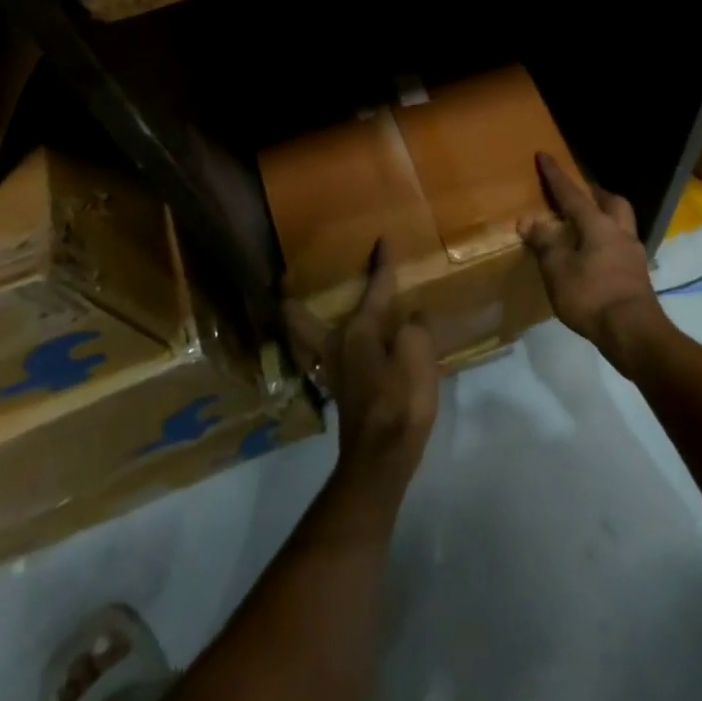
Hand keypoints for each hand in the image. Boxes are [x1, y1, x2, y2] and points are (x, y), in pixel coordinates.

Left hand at [285, 239, 439, 498]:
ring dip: (306, 322)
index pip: (374, 289)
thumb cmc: (400, 402)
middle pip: (303, 319)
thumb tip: (411, 319)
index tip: (381, 241)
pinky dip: (328, 343)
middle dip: (293, 302)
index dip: (381, 265)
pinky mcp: (342, 392)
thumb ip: (415, 330)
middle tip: (283, 284)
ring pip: (310, 339)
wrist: (382, 459)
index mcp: (358, 331)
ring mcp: (335, 371)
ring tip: (306, 308)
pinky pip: (329, 355)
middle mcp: (337, 345)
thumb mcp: (418, 357)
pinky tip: (344, 346)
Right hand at [519, 152, 667, 369]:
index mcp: (597, 225)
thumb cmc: (591, 295)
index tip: (544, 155)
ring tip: (585, 224)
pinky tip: (595, 255)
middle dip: (594, 192)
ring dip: (605, 217)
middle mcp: (619, 233)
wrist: (633, 333)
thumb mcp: (557, 269)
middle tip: (579, 192)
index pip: (572, 194)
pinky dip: (607, 242)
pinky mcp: (638, 275)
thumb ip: (544, 242)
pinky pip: (621, 246)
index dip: (556, 176)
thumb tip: (528, 220)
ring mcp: (633, 254)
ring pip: (621, 223)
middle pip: (611, 202)